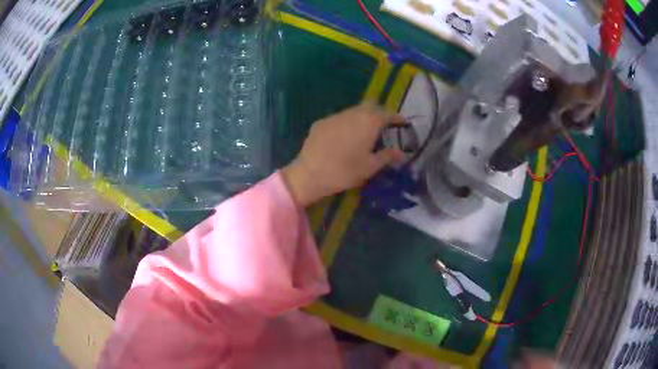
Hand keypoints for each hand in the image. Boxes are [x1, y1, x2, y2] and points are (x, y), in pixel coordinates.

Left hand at [281, 102, 404, 206]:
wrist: (310, 174)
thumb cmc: (345, 172)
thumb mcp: (370, 167)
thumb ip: (387, 156)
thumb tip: (402, 153)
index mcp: (369, 122)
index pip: (387, 114)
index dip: (396, 117)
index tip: (402, 123)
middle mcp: (353, 113)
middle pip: (370, 106)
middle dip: (379, 113)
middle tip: (383, 126)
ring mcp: (335, 116)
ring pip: (353, 111)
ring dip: (361, 117)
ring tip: (363, 133)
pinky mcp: (321, 122)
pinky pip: (339, 119)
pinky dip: (346, 124)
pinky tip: (343, 138)